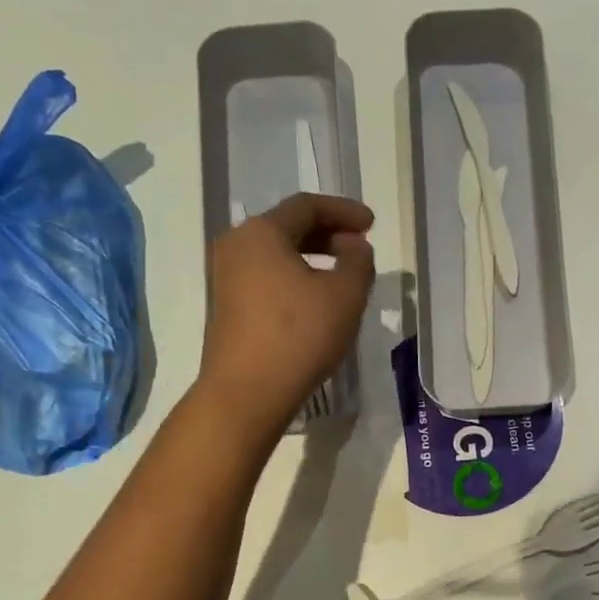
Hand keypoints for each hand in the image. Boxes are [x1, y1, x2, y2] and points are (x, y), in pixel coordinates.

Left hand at [199, 193, 374, 436]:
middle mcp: (237, 246)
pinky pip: (267, 277)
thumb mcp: (345, 295)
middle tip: (359, 248)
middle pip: (288, 227)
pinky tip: (316, 299)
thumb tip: (354, 247)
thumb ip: (358, 262)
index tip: (372, 224)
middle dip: (328, 233)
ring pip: (277, 254)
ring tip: (343, 275)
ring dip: (313, 257)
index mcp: (261, 232)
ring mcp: (226, 277)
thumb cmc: (299, 336)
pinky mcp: (227, 306)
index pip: (307, 206)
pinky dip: (295, 277)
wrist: (247, 393)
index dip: (344, 211)